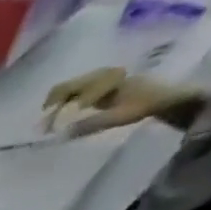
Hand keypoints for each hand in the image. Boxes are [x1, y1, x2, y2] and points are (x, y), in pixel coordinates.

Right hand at [43, 67, 204, 135]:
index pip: (70, 92)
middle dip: (50, 107)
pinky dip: (64, 103)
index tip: (47, 129)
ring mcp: (100, 78)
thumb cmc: (144, 104)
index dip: (54, 111)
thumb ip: (91, 124)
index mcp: (104, 79)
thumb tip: (61, 135)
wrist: (167, 96)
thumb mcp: (119, 116)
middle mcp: (100, 74)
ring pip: (68, 89)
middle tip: (42, 127)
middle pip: (64, 88)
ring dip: (56, 106)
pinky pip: (75, 91)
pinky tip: (63, 116)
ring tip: (50, 123)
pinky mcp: (100, 85)